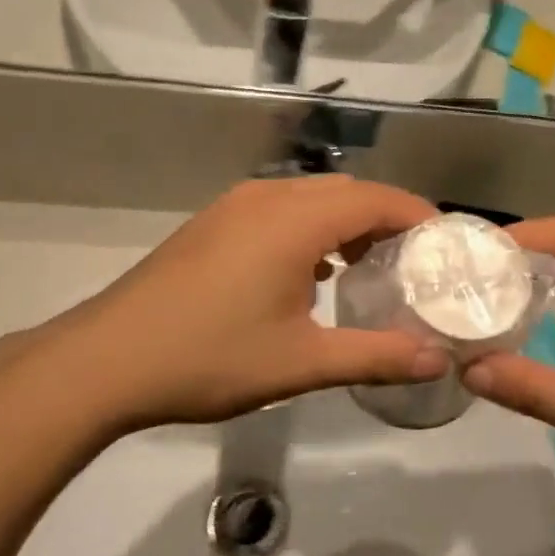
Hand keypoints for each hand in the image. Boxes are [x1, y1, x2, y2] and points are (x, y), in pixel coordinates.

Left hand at [0, 178, 445, 453]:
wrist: (104, 361)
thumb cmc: (209, 357)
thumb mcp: (302, 363)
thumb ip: (376, 357)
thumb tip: (437, 361)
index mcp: (296, 219)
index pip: (378, 199)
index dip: (420, 217)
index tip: (449, 247)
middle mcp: (268, 197)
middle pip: (348, 192)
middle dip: (388, 220)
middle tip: (417, 265)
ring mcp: (235, 206)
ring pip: (312, 198)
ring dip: (348, 223)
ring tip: (371, 269)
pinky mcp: (213, 224)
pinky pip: (281, 210)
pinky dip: (313, 229)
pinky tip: (312, 274)